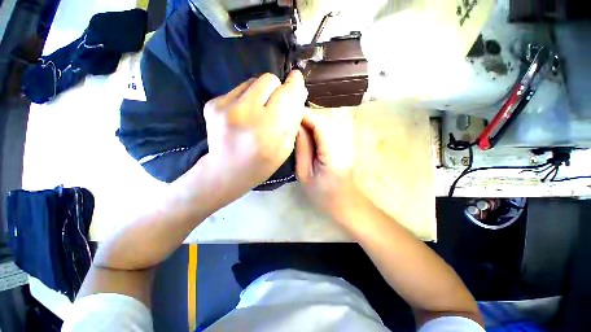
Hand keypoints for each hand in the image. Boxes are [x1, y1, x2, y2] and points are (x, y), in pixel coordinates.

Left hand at [197, 71, 307, 205]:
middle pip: (269, 79)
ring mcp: (225, 107)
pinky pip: (239, 88)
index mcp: (267, 130)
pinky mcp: (213, 103)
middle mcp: (245, 113)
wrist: (226, 170)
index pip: (286, 94)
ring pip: (253, 80)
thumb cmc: (261, 164)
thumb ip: (293, 120)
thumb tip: (298, 91)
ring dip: (262, 92)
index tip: (297, 78)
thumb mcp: (286, 148)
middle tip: (275, 106)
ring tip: (259, 111)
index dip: (294, 84)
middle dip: (277, 90)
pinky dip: (247, 97)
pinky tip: (244, 114)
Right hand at [295, 111, 372, 223]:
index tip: (288, 116)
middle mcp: (343, 143)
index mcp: (332, 154)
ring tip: (297, 127)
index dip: (304, 115)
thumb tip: (296, 127)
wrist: (345, 202)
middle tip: (291, 122)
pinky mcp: (346, 144)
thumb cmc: (323, 194)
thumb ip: (301, 149)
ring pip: (329, 121)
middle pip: (325, 119)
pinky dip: (318, 126)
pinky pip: (331, 128)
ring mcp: (347, 143)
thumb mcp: (304, 175)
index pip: (320, 124)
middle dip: (307, 116)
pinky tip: (308, 133)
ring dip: (312, 120)